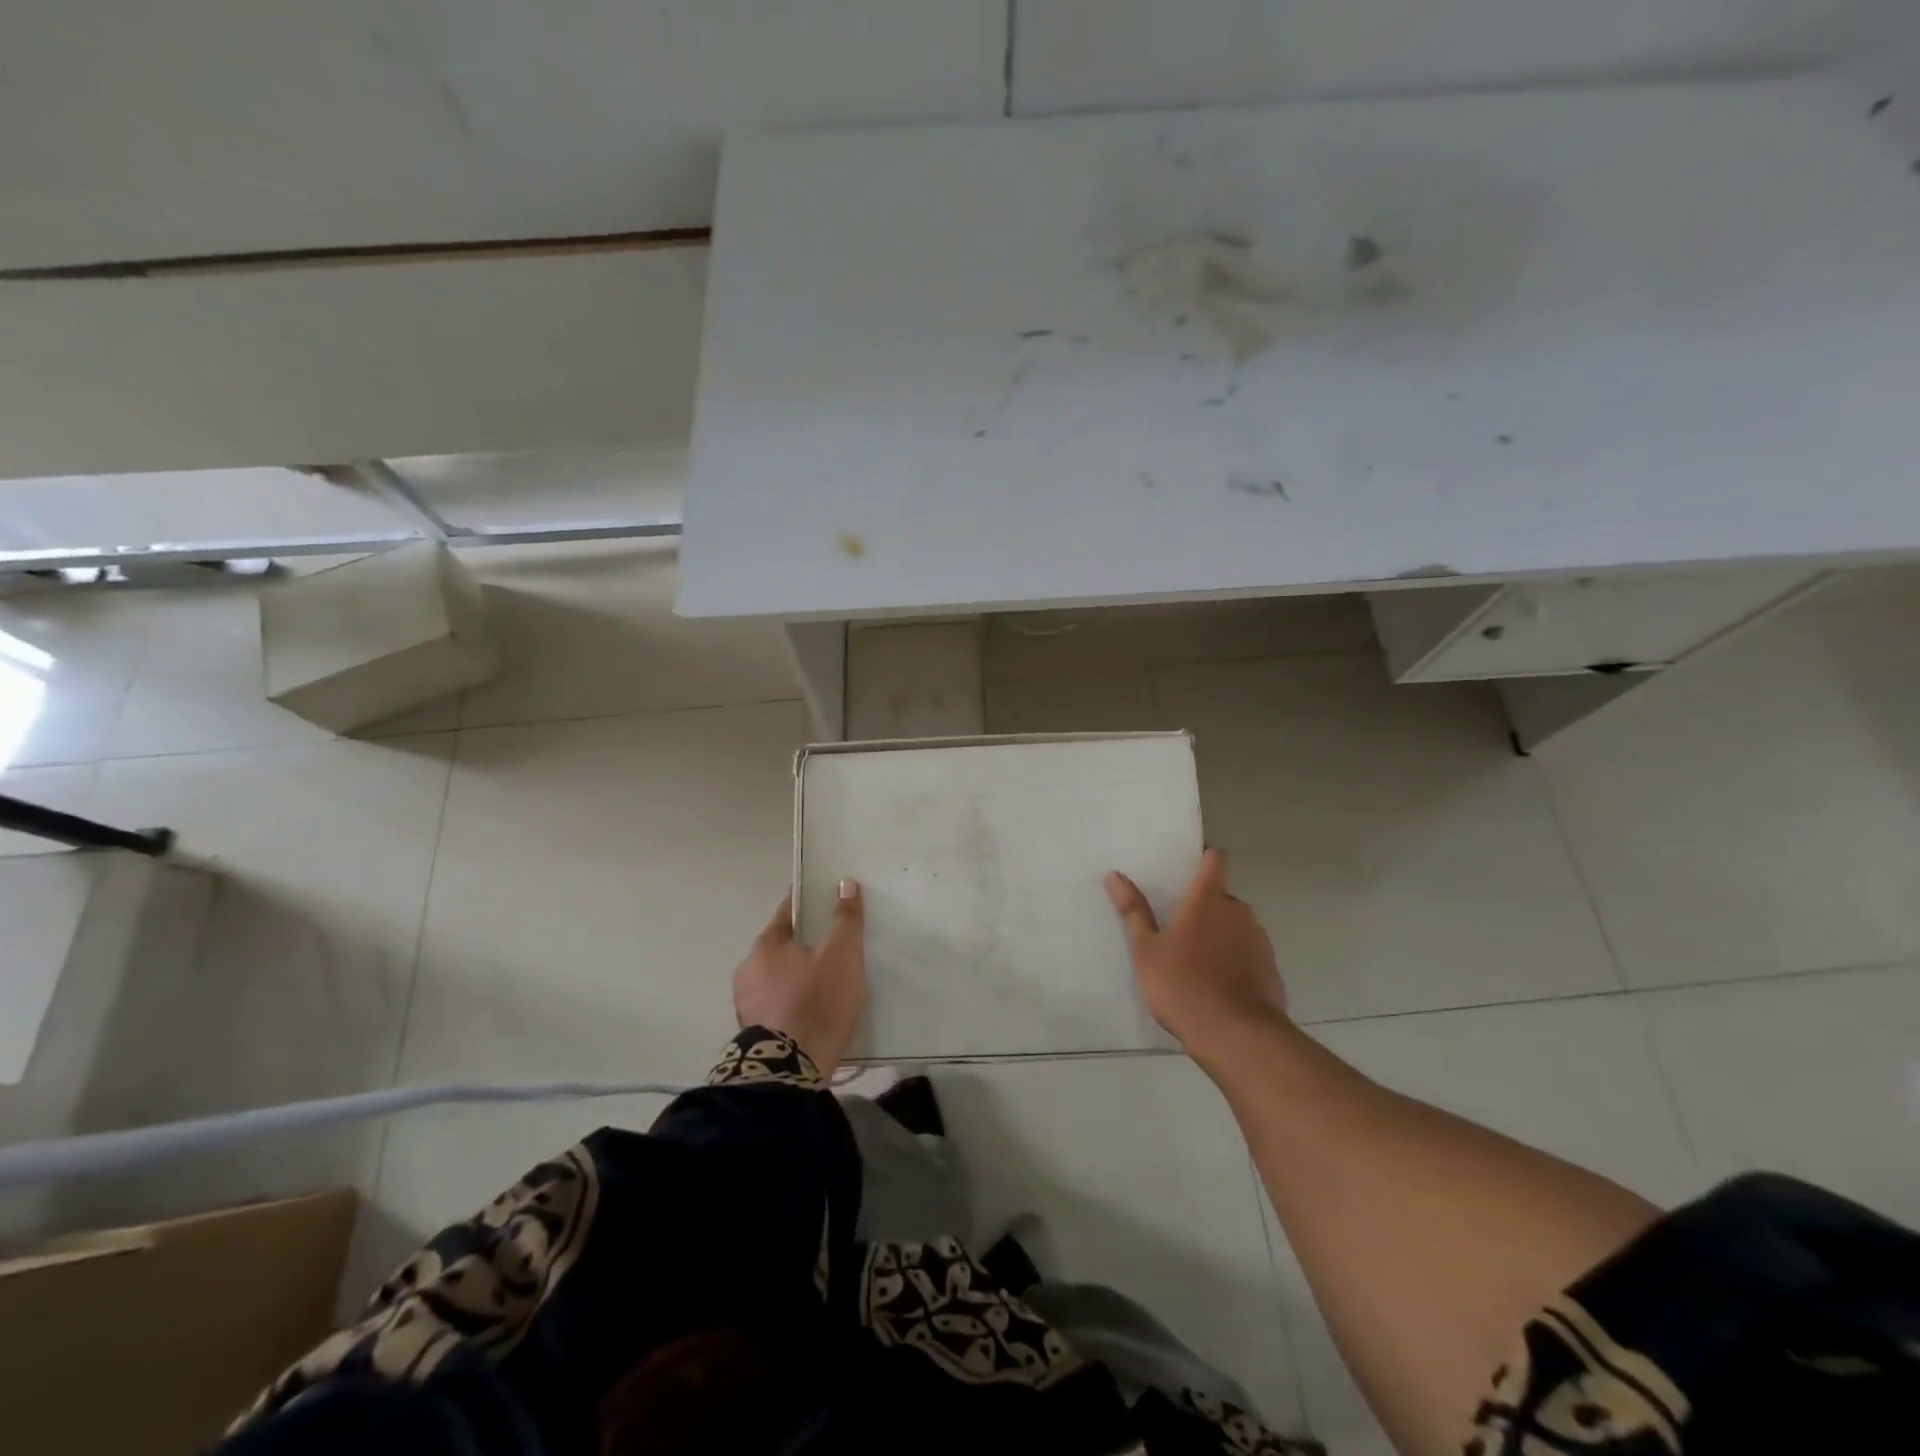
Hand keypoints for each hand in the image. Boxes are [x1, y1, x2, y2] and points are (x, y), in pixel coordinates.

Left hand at [732, 879, 867, 1076]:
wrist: (792, 1070)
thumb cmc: (818, 1001)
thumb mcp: (843, 955)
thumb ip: (846, 919)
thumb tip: (845, 883)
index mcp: (765, 944)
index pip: (790, 912)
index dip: (811, 905)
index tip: (830, 905)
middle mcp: (748, 968)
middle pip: (783, 945)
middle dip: (807, 943)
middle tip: (837, 947)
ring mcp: (746, 1002)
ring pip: (779, 976)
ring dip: (799, 974)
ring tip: (829, 982)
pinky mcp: (753, 1030)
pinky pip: (778, 1002)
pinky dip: (793, 1000)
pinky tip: (815, 1008)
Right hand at [1105, 850, 1288, 1068]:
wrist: (1237, 1035)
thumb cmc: (1183, 985)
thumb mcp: (1146, 951)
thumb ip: (1133, 911)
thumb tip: (1114, 875)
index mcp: (1207, 899)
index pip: (1215, 860)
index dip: (1205, 859)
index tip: (1189, 869)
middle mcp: (1238, 911)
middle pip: (1222, 897)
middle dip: (1205, 908)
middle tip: (1179, 930)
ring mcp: (1259, 940)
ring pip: (1237, 927)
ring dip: (1221, 936)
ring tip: (1197, 963)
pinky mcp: (1271, 970)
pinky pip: (1249, 955)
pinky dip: (1236, 962)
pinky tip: (1219, 987)